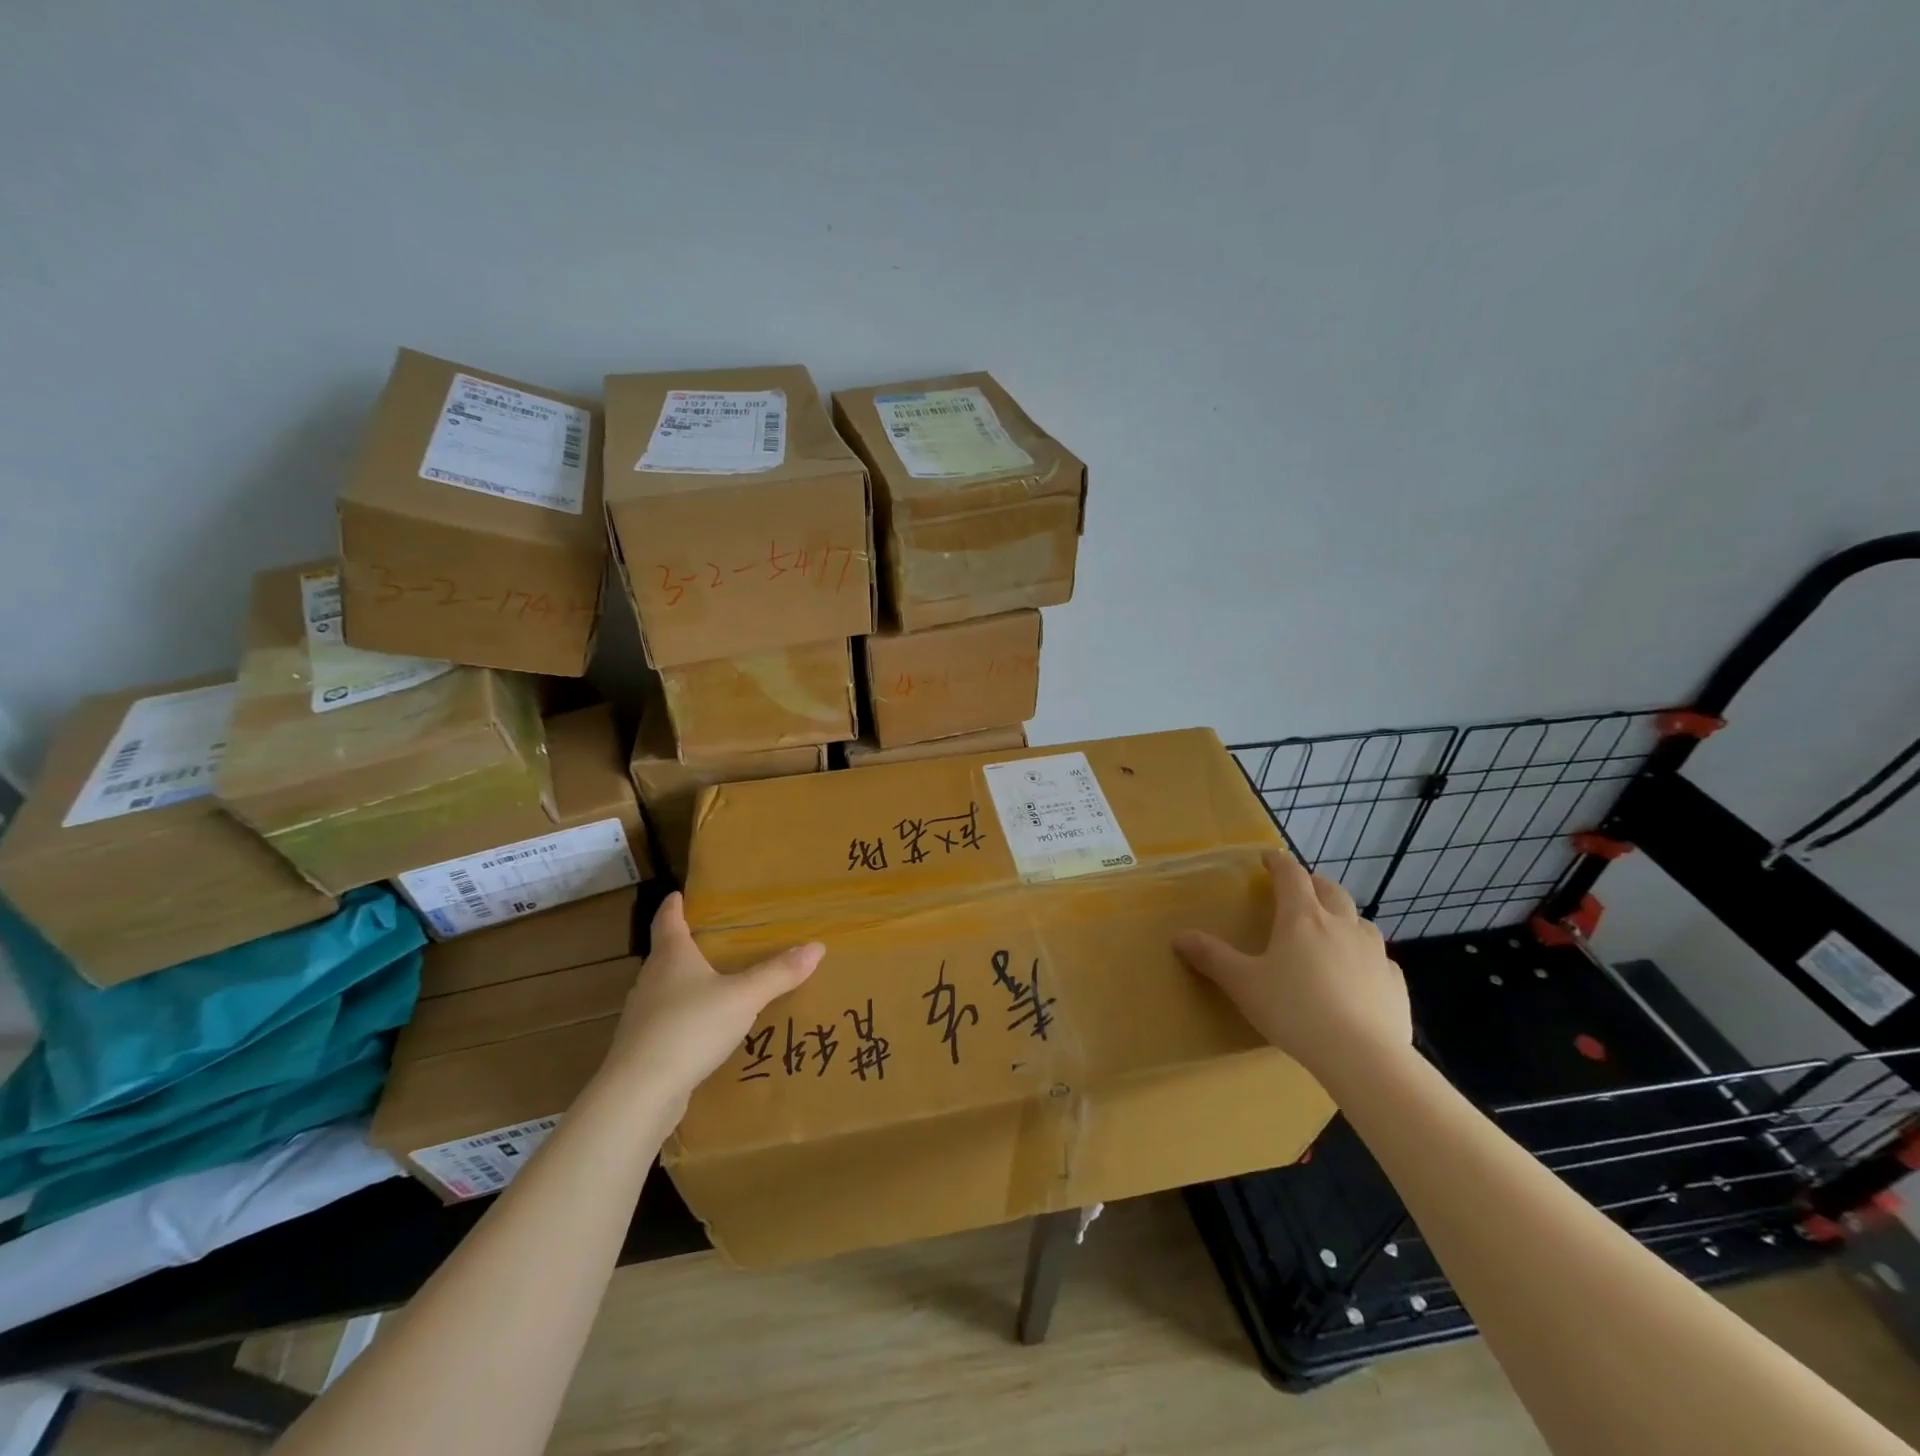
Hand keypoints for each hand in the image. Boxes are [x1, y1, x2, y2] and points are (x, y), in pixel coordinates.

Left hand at [599, 893, 823, 1107]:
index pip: (668, 920)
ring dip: (684, 984)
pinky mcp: (642, 1047)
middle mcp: (651, 980)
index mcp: (671, 956)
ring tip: (712, 984)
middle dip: (685, 946)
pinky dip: (684, 1018)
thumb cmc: (691, 1027)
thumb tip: (817, 946)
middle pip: (665, 955)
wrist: (640, 1092)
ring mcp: (642, 1016)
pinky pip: (666, 1022)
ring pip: (664, 989)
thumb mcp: (744, 997)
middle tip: (711, 940)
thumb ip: (778, 973)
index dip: (673, 906)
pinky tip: (703, 1030)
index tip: (677, 894)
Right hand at [1173, 849, 1410, 1080]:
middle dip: (1313, 883)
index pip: (1290, 875)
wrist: (1363, 1057)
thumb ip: (1211, 957)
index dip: (1277, 863)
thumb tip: (1178, 936)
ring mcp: (1374, 953)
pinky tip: (1359, 976)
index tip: (1267, 859)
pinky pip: (1380, 960)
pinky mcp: (1395, 983)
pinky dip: (1367, 958)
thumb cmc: (1295, 1010)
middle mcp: (1341, 925)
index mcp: (1302, 918)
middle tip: (1300, 889)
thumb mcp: (1243, 984)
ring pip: (1360, 922)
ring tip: (1331, 930)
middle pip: (1330, 890)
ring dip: (1344, 917)